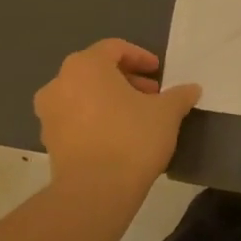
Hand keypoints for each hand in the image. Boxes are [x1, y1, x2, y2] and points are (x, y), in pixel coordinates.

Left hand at [33, 40, 200, 196]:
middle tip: (152, 95)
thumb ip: (179, 95)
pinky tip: (120, 136)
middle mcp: (60, 83)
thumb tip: (191, 89)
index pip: (114, 48)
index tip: (159, 72)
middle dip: (127, 80)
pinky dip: (96, 119)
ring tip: (138, 116)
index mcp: (86, 66)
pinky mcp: (49, 141)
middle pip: (97, 71)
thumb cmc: (132, 138)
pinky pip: (76, 118)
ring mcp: (49, 114)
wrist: (95, 191)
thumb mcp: (167, 112)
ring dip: (111, 100)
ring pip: (84, 95)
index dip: (140, 57)